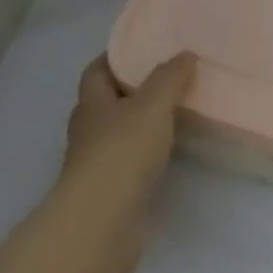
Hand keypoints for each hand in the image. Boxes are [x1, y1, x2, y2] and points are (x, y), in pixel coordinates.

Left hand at [55, 53, 196, 272]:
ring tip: (174, 115)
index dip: (115, 58)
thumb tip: (185, 54)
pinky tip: (168, 154)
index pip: (96, 71)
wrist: (101, 223)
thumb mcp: (152, 105)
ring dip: (140, 125)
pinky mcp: (109, 192)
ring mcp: (95, 164)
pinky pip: (128, 163)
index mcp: (91, 103)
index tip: (143, 49)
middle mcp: (88, 130)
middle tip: (167, 80)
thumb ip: (169, 78)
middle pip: (106, 102)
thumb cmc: (122, 153)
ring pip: (118, 134)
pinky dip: (145, 155)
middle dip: (131, 91)